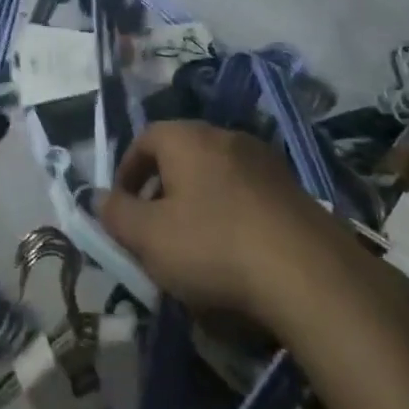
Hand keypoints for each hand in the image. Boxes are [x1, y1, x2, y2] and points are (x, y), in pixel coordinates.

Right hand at [99, 121, 339, 326]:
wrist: (309, 273)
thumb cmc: (214, 245)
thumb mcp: (149, 237)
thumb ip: (117, 214)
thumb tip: (99, 197)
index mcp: (187, 137)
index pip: (145, 139)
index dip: (126, 171)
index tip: (121, 207)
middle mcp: (225, 136)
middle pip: (181, 155)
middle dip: (162, 189)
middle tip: (154, 229)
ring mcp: (264, 161)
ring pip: (216, 175)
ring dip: (199, 202)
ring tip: (195, 247)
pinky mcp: (293, 190)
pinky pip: (247, 194)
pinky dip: (232, 215)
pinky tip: (236, 254)